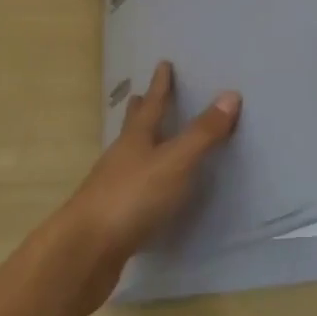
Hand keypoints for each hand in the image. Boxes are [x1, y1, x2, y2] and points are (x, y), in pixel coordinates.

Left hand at [51, 60, 238, 312]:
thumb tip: (231, 95)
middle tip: (139, 95)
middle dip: (139, 110)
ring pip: (127, 157)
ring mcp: (111, 188)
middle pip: (132, 127)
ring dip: (137, 144)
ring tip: (144, 139)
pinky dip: (139, 180)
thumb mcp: (176, 162)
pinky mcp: (110, 218)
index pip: (152, 105)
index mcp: (136, 139)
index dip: (160, 85)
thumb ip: (203, 133)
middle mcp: (121, 157)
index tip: (163, 64)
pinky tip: (145, 191)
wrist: (85, 251)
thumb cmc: (132, 197)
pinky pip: (129, 188)